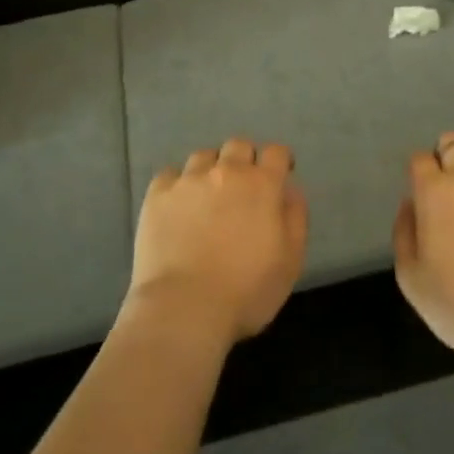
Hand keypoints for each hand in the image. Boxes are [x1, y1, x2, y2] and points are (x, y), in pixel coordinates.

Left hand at [126, 139, 307, 346]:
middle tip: (243, 187)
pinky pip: (169, 175)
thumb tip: (290, 190)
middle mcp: (226, 171)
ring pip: (203, 156)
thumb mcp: (290, 261)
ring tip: (208, 194)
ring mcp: (188, 180)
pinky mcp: (158, 195)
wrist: (184, 308)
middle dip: (245, 159)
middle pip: (239, 146)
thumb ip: (295, 218)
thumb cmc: (246, 291)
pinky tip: (177, 204)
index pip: (276, 152)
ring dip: (211, 169)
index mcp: (261, 185)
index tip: (280, 174)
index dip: (280, 160)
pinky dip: (177, 184)